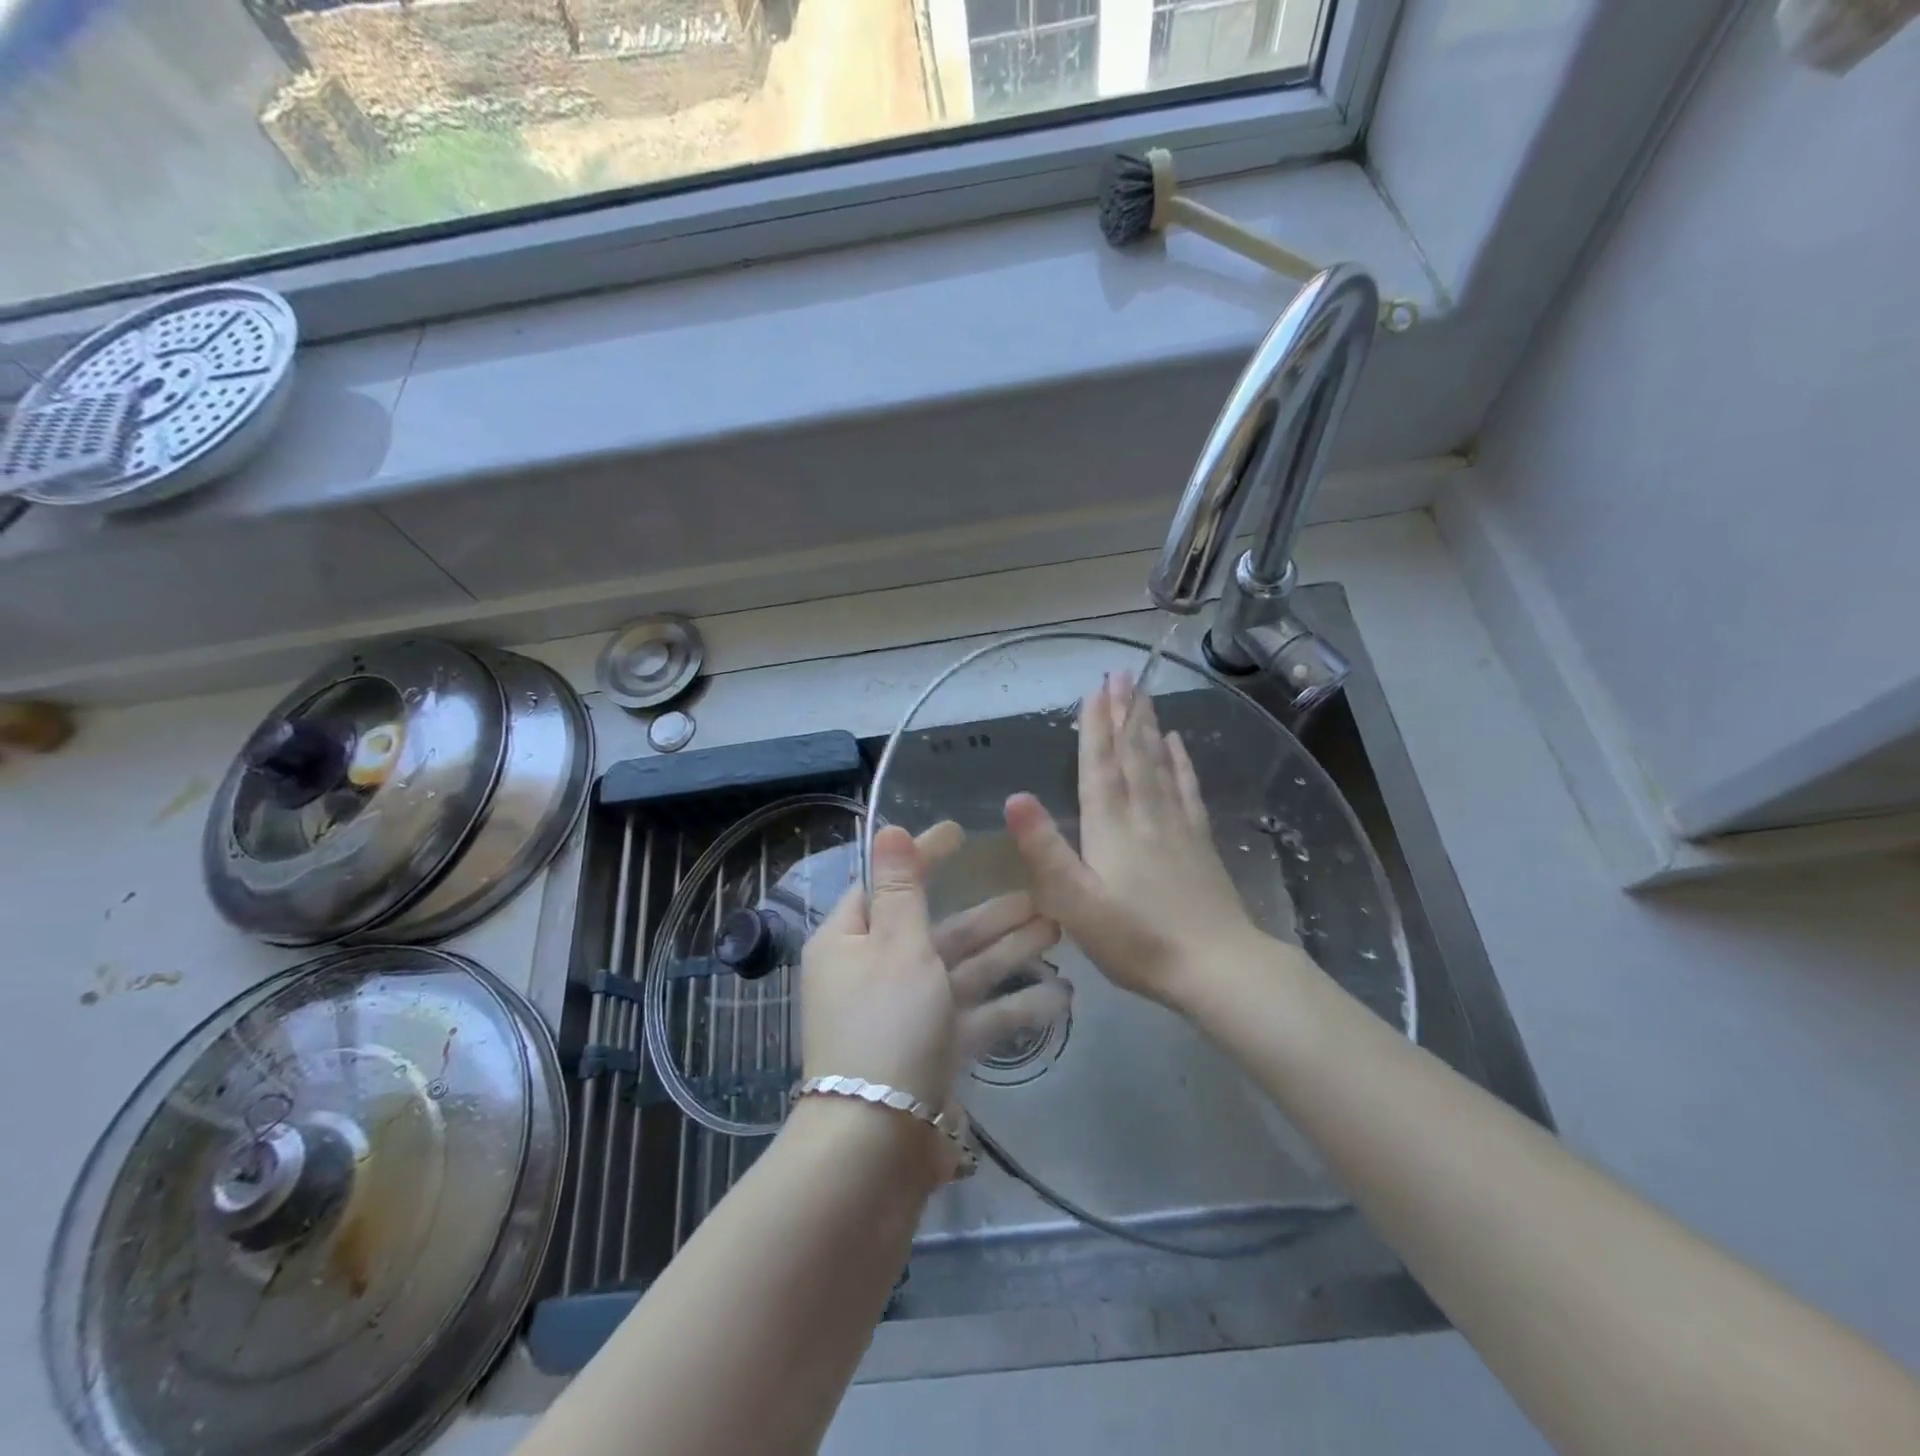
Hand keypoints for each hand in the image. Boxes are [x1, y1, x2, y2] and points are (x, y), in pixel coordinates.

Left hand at [800, 822, 1066, 1109]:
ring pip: (962, 971)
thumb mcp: (897, 946)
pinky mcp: (932, 1053)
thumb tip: (887, 829)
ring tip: (1058, 932)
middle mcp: (874, 973)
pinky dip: (1010, 1006)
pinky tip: (1059, 998)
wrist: (876, 1148)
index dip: (924, 856)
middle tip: (1039, 896)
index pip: (887, 883)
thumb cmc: (885, 1026)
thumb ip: (902, 887)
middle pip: (937, 930)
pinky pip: (974, 1017)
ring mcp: (906, 1016)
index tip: (962, 832)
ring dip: (1008, 952)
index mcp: (850, 941)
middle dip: (989, 914)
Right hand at [1004, 672, 1262, 1009]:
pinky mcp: (1200, 842)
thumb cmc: (1136, 940)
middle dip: (1124, 713)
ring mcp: (1177, 826)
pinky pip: (1187, 790)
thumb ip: (1045, 850)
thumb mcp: (1075, 903)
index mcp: (1111, 827)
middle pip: (1132, 754)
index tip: (1096, 689)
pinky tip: (1179, 743)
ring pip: (1159, 764)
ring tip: (1143, 695)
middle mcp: (1144, 815)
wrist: (1217, 967)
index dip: (1095, 727)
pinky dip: (1181, 762)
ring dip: (1148, 727)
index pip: (1099, 766)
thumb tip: (1014, 797)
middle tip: (1122, 673)